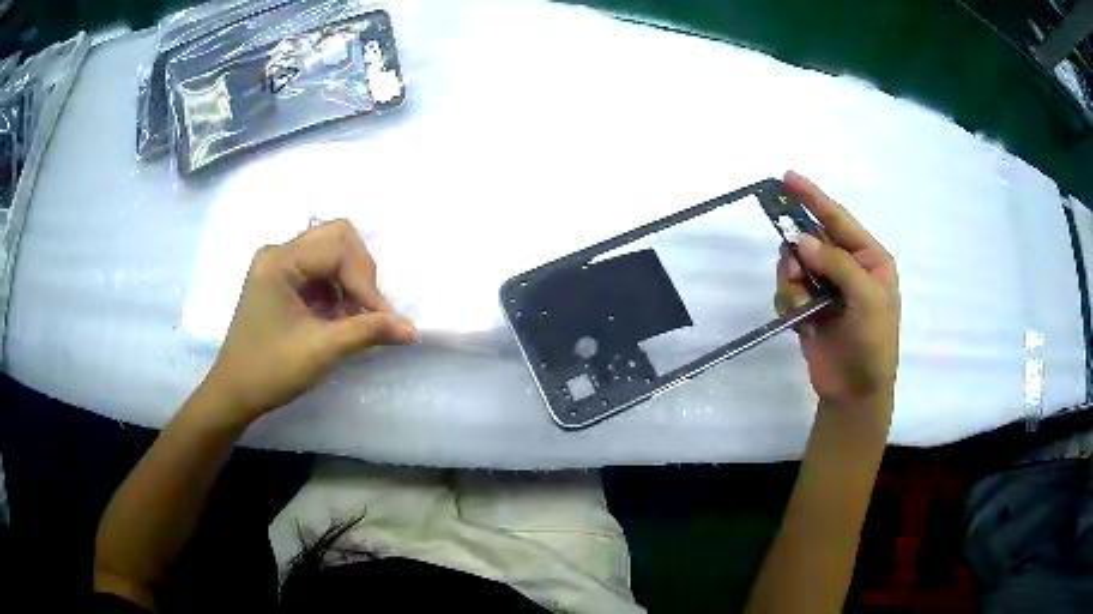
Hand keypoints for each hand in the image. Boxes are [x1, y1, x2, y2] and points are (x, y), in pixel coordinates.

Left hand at [200, 219, 416, 425]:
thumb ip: (368, 332)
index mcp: (280, 261)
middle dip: (361, 272)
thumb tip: (412, 329)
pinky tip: (339, 318)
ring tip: (356, 318)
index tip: (384, 321)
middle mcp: (278, 253)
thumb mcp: (322, 350)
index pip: (339, 250)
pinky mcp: (281, 280)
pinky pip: (320, 269)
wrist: (234, 393)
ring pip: (331, 251)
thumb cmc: (270, 371)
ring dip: (351, 281)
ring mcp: (278, 265)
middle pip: (337, 237)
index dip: (367, 283)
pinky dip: (338, 289)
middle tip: (370, 310)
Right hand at [775, 172, 899, 412]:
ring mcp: (826, 287)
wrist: (854, 391)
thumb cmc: (873, 343)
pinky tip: (800, 320)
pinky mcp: (807, 307)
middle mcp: (846, 267)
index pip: (838, 220)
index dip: (813, 198)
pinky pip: (786, 289)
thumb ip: (837, 264)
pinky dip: (788, 301)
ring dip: (793, 280)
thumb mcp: (867, 299)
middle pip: (811, 239)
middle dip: (799, 252)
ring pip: (794, 263)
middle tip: (797, 272)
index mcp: (868, 259)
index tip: (787, 178)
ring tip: (803, 303)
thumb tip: (801, 241)